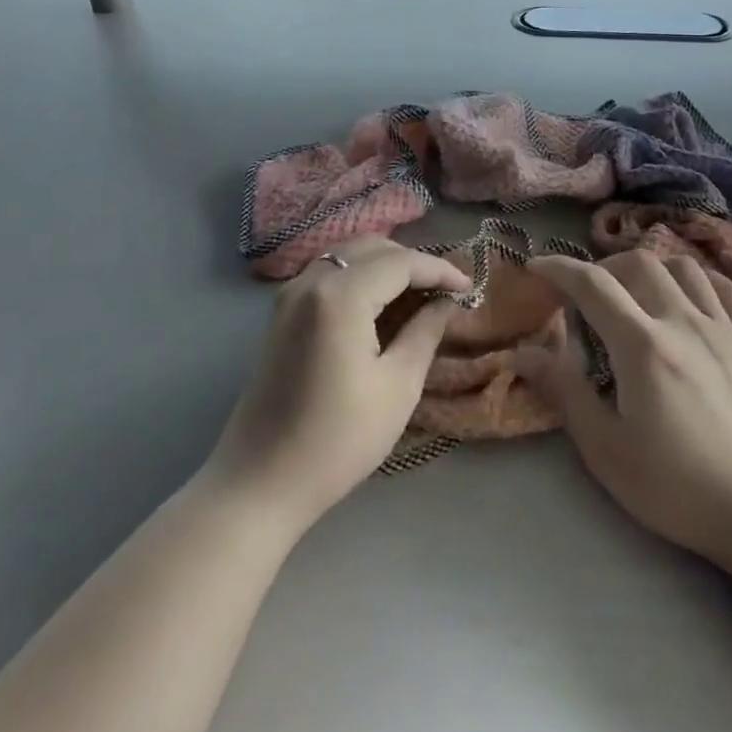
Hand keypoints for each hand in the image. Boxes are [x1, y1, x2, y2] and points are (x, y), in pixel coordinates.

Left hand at [202, 237, 470, 531]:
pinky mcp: (280, 314)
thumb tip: (447, 302)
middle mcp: (310, 281)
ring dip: (386, 267)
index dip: (440, 270)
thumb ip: (425, 331)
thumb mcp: (398, 386)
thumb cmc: (338, 439)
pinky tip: (381, 306)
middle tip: (446, 292)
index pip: (401, 262)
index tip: (470, 289)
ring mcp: (289, 295)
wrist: (261, 482)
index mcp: (339, 296)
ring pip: (348, 257)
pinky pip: (329, 275)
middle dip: (413, 263)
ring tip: (419, 296)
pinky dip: (360, 279)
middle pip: (372, 248)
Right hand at [526, 251, 731, 576]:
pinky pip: (725, 287)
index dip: (558, 268)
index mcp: (642, 346)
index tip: (536, 267)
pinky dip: (698, 280)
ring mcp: (725, 327)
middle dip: (603, 267)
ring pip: (683, 266)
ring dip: (650, 268)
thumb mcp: (606, 451)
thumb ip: (565, 392)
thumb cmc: (678, 488)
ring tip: (636, 293)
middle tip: (587, 294)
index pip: (592, 284)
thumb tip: (523, 352)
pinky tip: (689, 299)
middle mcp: (683, 321)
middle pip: (638, 263)